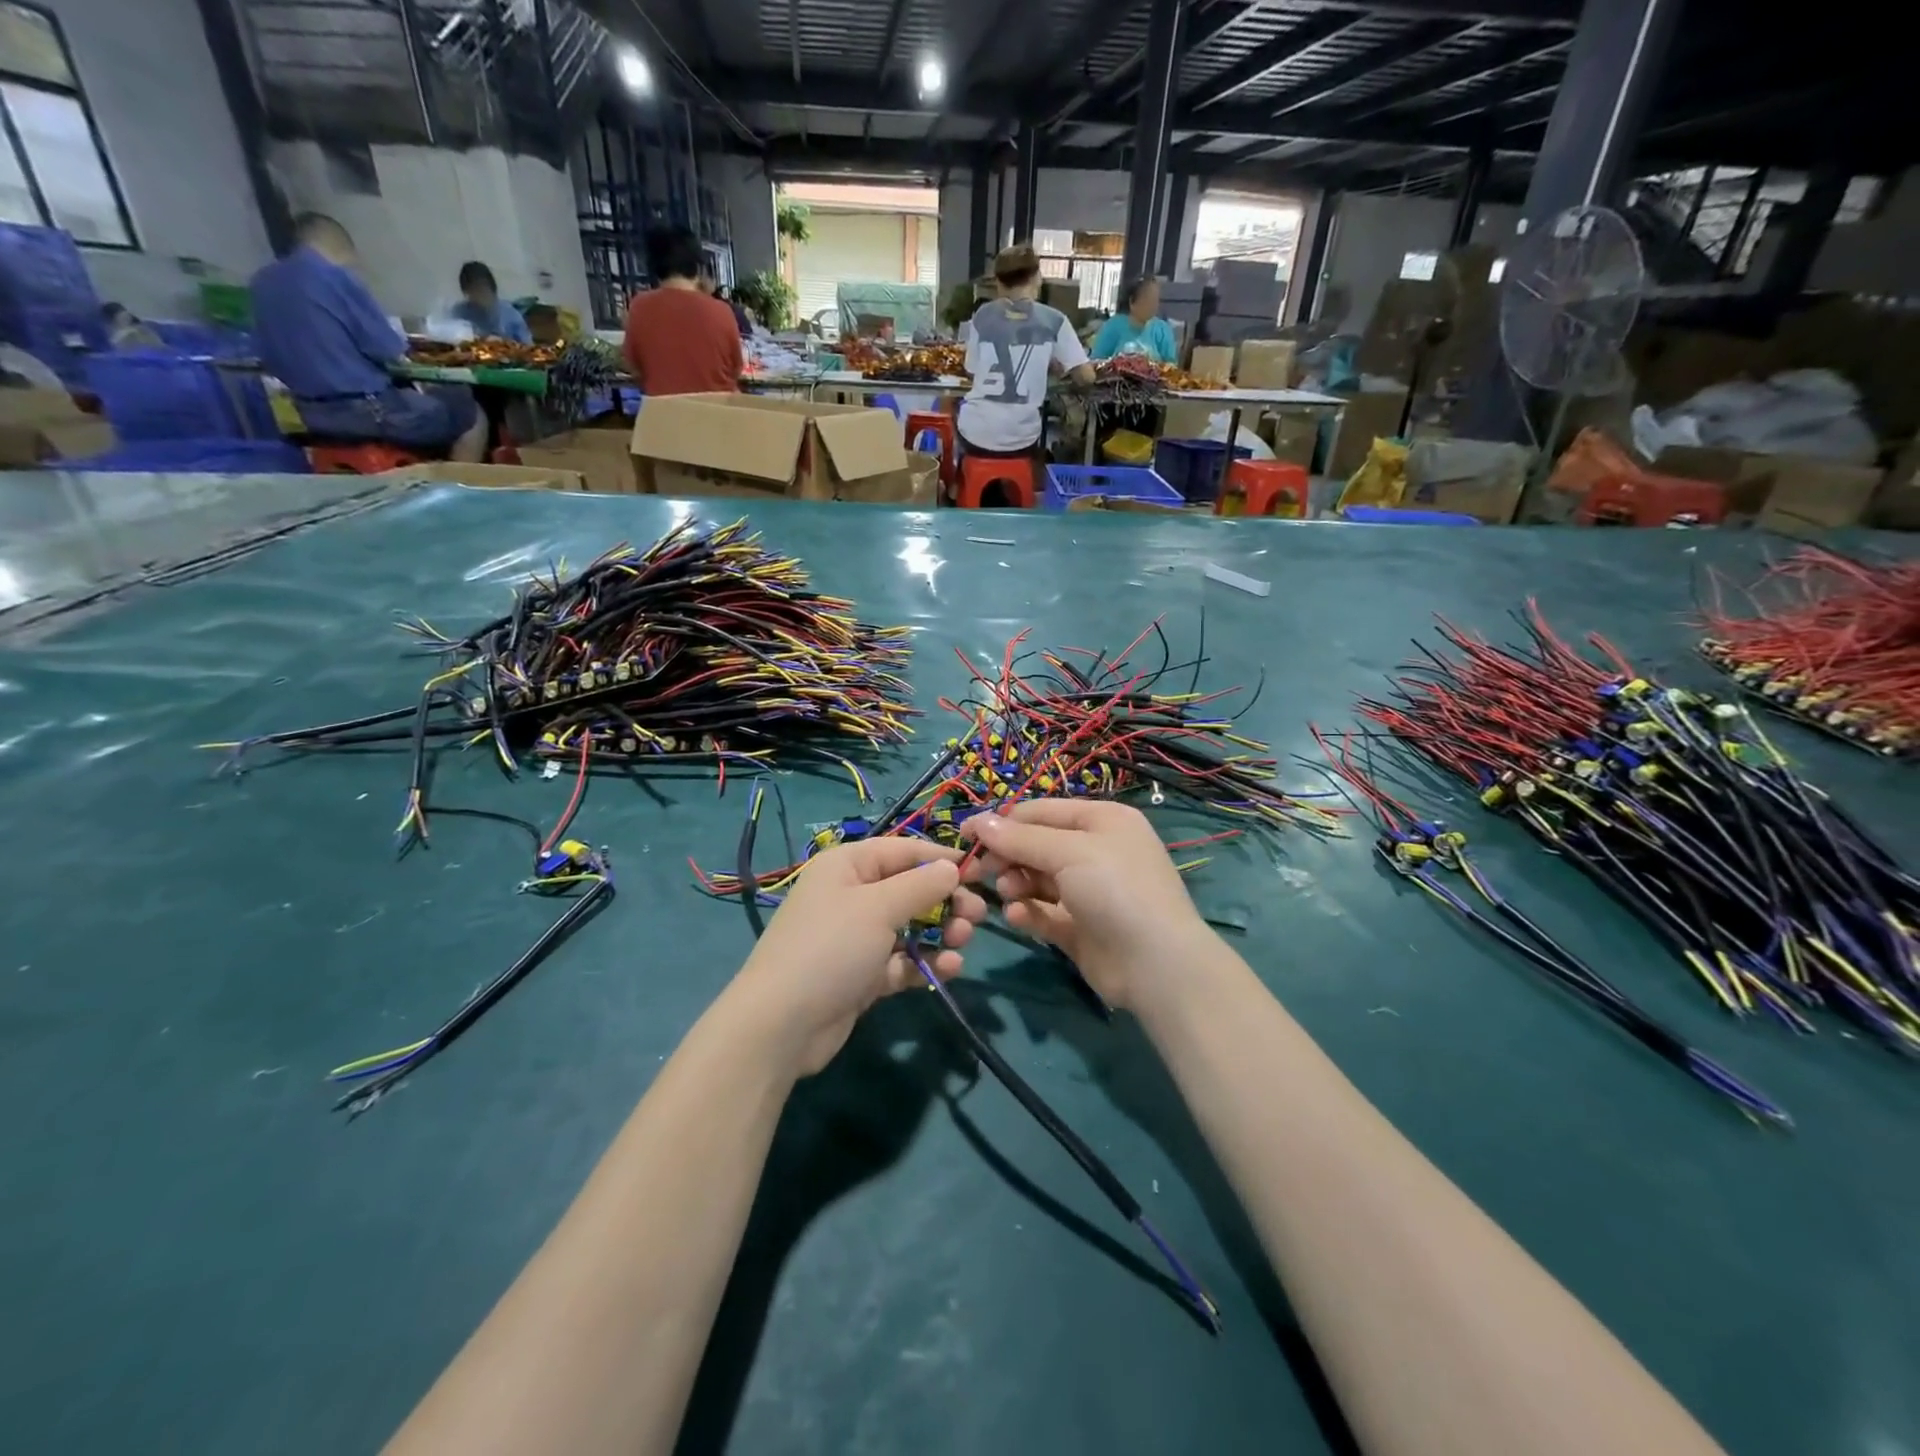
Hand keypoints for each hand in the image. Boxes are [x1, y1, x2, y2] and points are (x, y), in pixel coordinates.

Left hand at [737, 837, 986, 1074]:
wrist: (782, 1025)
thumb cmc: (831, 948)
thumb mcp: (878, 907)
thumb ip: (921, 885)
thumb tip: (952, 866)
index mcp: (848, 865)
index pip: (904, 851)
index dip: (942, 858)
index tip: (981, 871)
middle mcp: (852, 895)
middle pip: (910, 888)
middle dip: (946, 900)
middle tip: (977, 915)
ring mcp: (857, 937)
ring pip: (911, 926)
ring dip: (941, 932)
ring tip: (962, 942)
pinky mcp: (863, 974)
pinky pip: (902, 960)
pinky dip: (925, 962)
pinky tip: (949, 968)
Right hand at [962, 800, 1207, 1009]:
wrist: (1156, 964)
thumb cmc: (1115, 889)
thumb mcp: (1069, 851)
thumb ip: (1021, 838)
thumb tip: (978, 822)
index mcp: (1101, 821)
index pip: (1041, 812)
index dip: (1003, 821)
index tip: (964, 834)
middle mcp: (1096, 851)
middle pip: (1036, 845)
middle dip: (1007, 855)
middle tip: (978, 870)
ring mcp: (1088, 891)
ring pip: (1037, 879)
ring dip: (1016, 883)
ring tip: (1008, 893)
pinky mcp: (1080, 927)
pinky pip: (1044, 912)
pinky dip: (1028, 912)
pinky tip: (1018, 917)